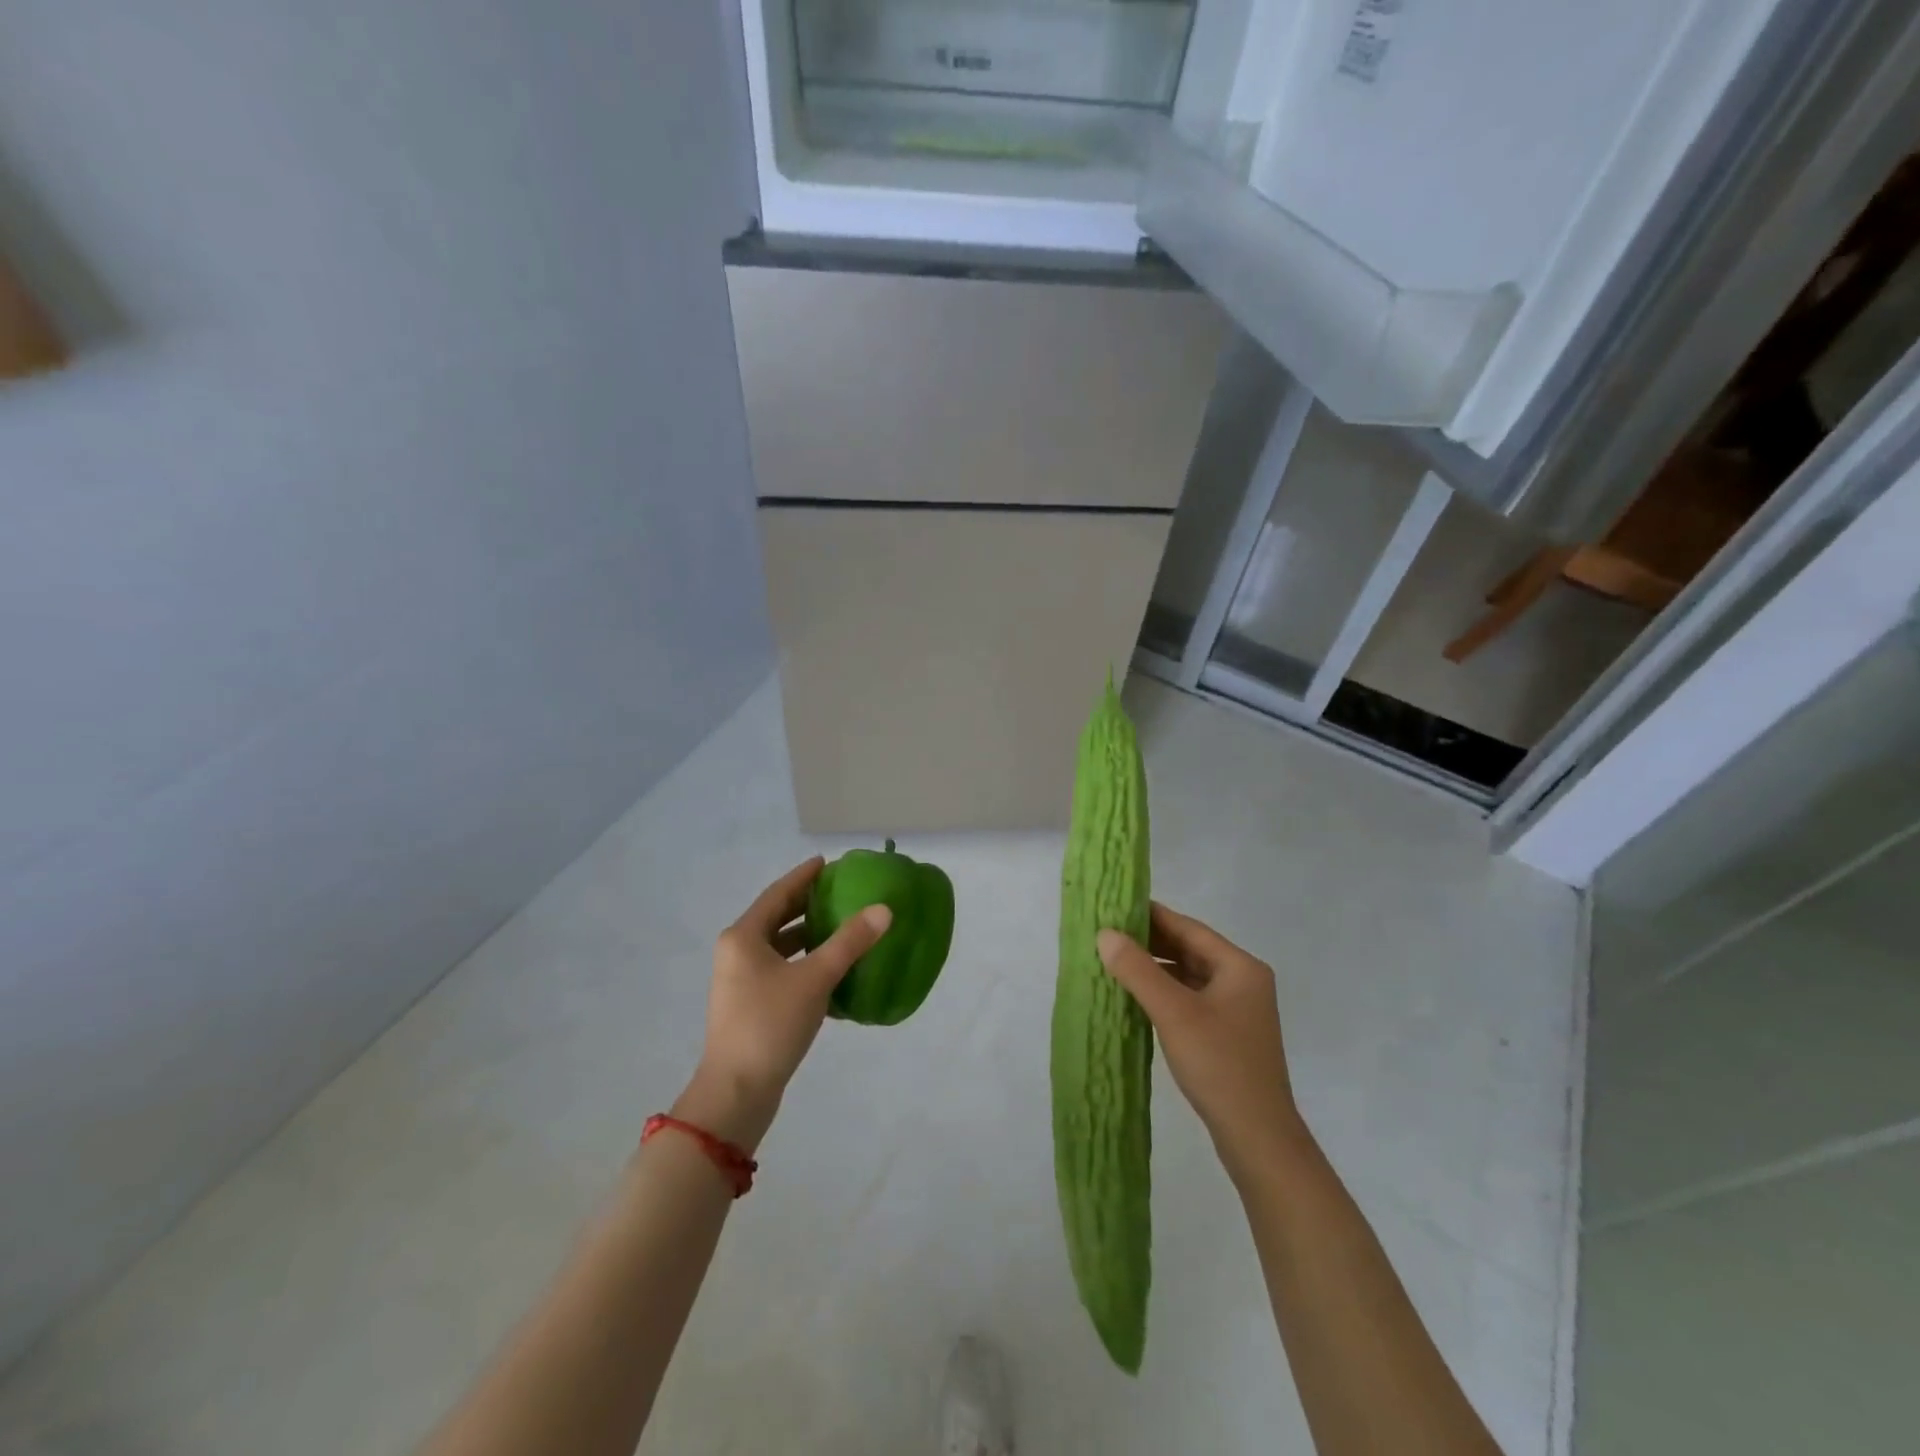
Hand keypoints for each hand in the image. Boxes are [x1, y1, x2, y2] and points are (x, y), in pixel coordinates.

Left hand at [676, 857, 891, 1151]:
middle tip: (842, 891)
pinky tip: (834, 968)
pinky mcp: (750, 1005)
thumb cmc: (770, 1025)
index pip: (778, 893)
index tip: (829, 863)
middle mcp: (738, 953)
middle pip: (777, 917)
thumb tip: (883, 909)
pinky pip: (782, 969)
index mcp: (743, 937)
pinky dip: (805, 962)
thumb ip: (849, 941)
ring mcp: (741, 981)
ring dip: (809, 934)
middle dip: (809, 904)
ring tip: (844, 926)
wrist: (736, 1093)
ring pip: (780, 945)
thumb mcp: (815, 978)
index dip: (804, 876)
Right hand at [1096, 903, 1304, 1179]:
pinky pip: (1191, 999)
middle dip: (1150, 942)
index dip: (1152, 915)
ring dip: (1155, 968)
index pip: (1189, 928)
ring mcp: (1237, 1010)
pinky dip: (1164, 992)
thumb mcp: (1174, 1012)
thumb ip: (1138, 970)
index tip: (1115, 907)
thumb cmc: (1219, 1065)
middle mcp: (1243, 981)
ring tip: (1115, 962)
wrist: (1258, 1138)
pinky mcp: (1228, 1034)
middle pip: (1190, 949)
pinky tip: (1137, 997)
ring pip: (1189, 975)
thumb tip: (1105, 934)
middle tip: (1108, 934)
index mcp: (1240, 967)